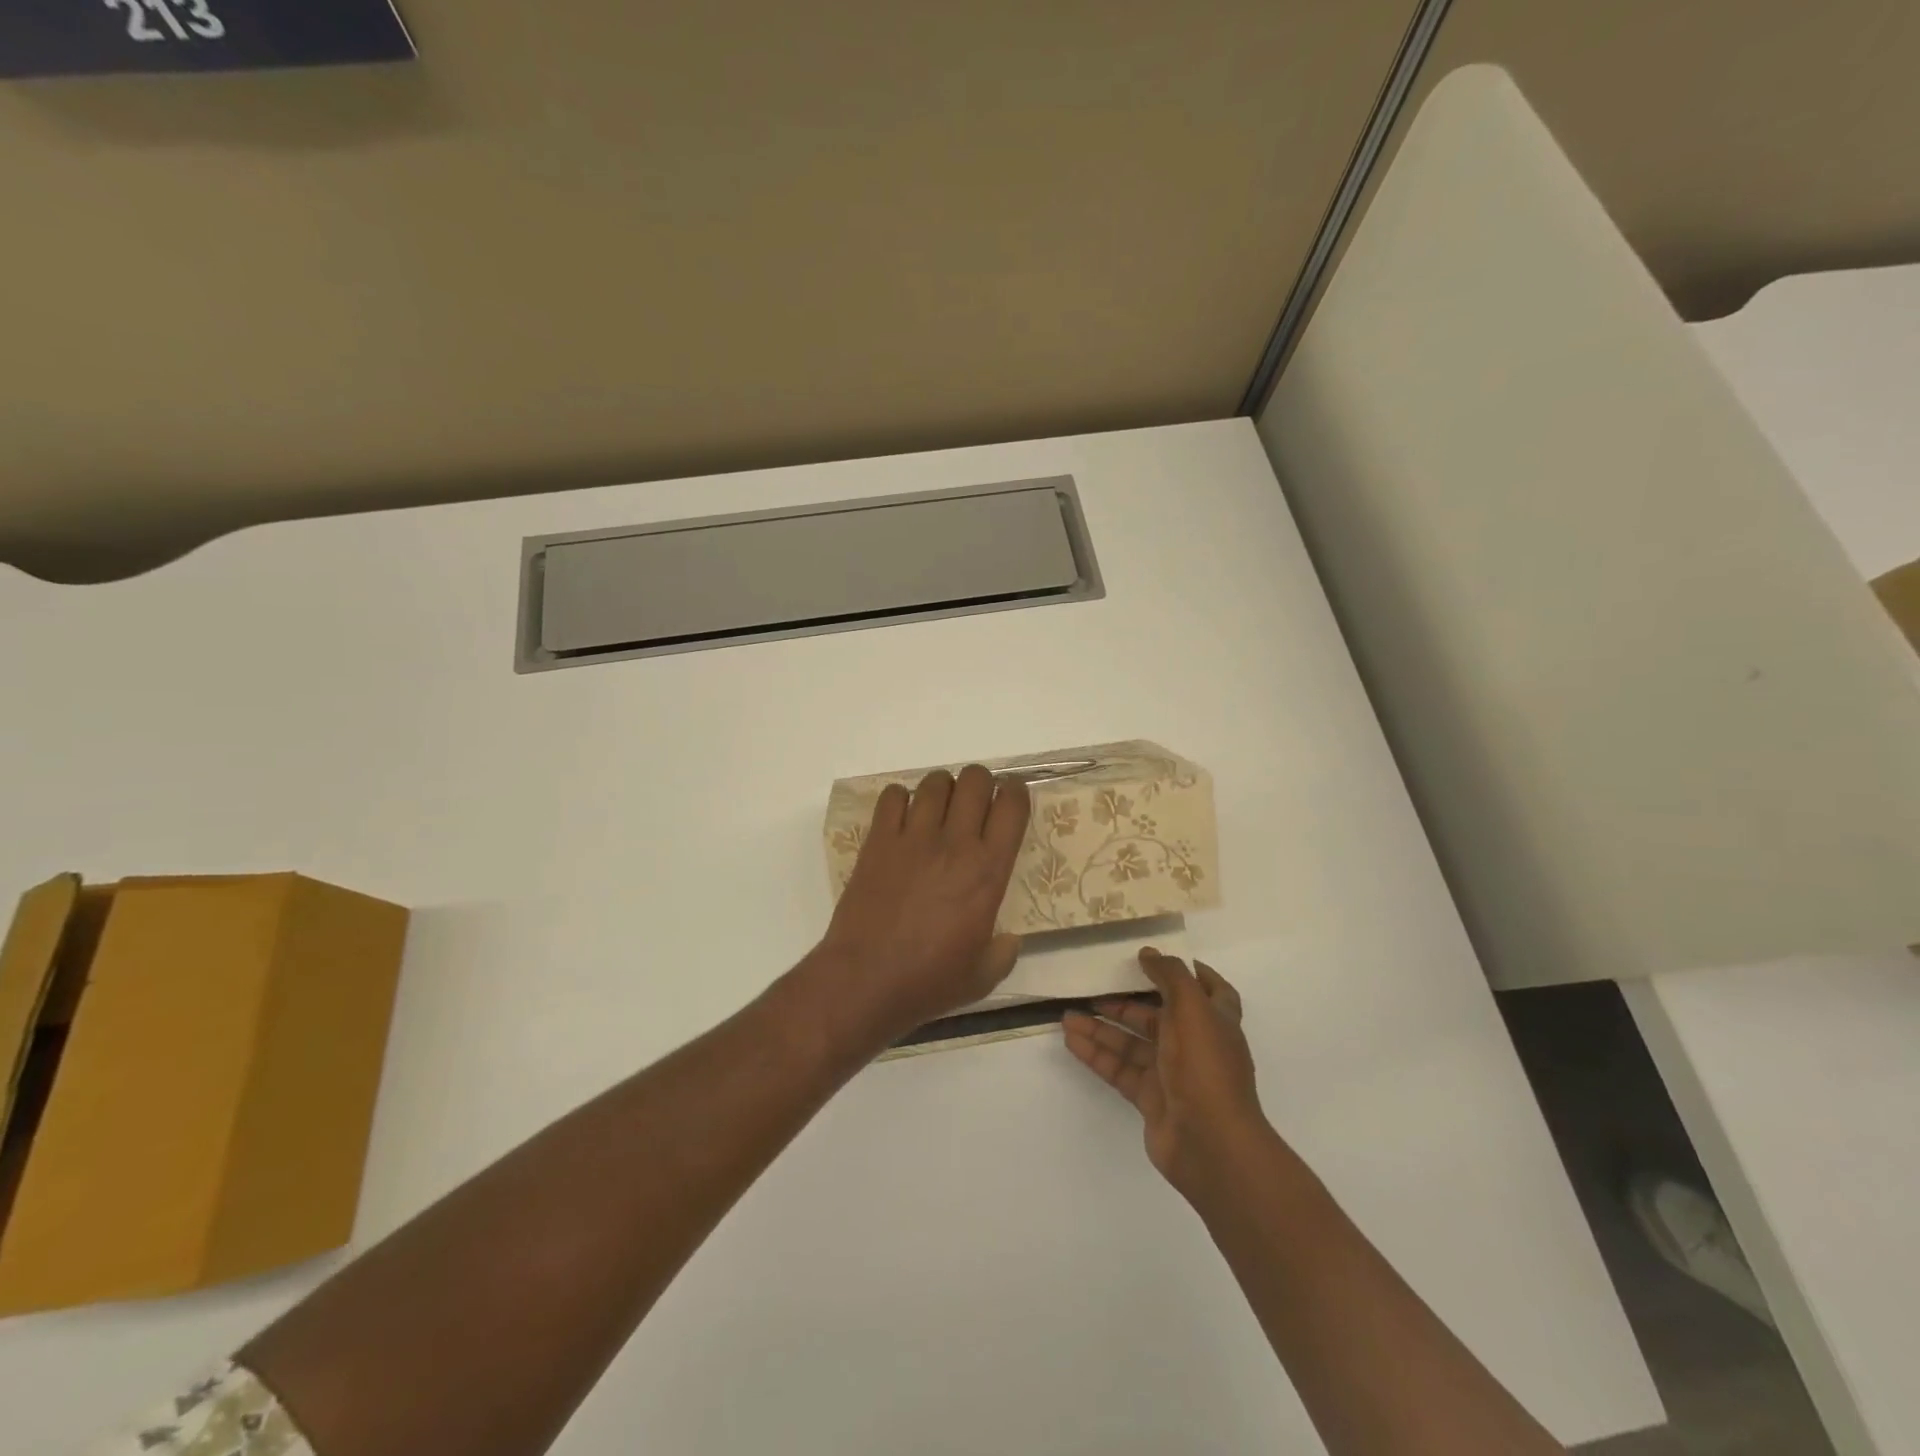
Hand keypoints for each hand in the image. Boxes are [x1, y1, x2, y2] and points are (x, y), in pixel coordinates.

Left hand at [812, 765, 1030, 1044]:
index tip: (1013, 797)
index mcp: (987, 872)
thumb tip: (1009, 939)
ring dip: (943, 788)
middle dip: (981, 784)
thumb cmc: (928, 982)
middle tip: (975, 804)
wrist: (865, 980)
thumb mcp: (982, 976)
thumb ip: (1003, 952)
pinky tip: (902, 819)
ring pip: (935, 783)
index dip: (1017, 792)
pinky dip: (901, 799)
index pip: (1012, 807)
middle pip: (975, 780)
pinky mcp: (878, 841)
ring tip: (940, 809)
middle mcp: (955, 844)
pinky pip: (892, 796)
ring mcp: (913, 838)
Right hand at [1064, 950, 1267, 1198]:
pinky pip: (1120, 1069)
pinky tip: (1072, 1040)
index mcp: (1215, 1021)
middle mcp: (1195, 1044)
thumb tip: (1149, 953)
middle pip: (1159, 1015)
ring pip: (1133, 1043)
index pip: (1211, 990)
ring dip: (1102, 1027)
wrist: (1211, 1144)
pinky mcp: (1152, 1099)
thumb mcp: (1191, 1008)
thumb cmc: (1205, 1066)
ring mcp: (1173, 1074)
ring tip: (1067, 1015)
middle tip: (1094, 986)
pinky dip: (1097, 1054)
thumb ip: (1170, 976)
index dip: (1190, 973)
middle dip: (1126, 1000)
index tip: (1158, 959)